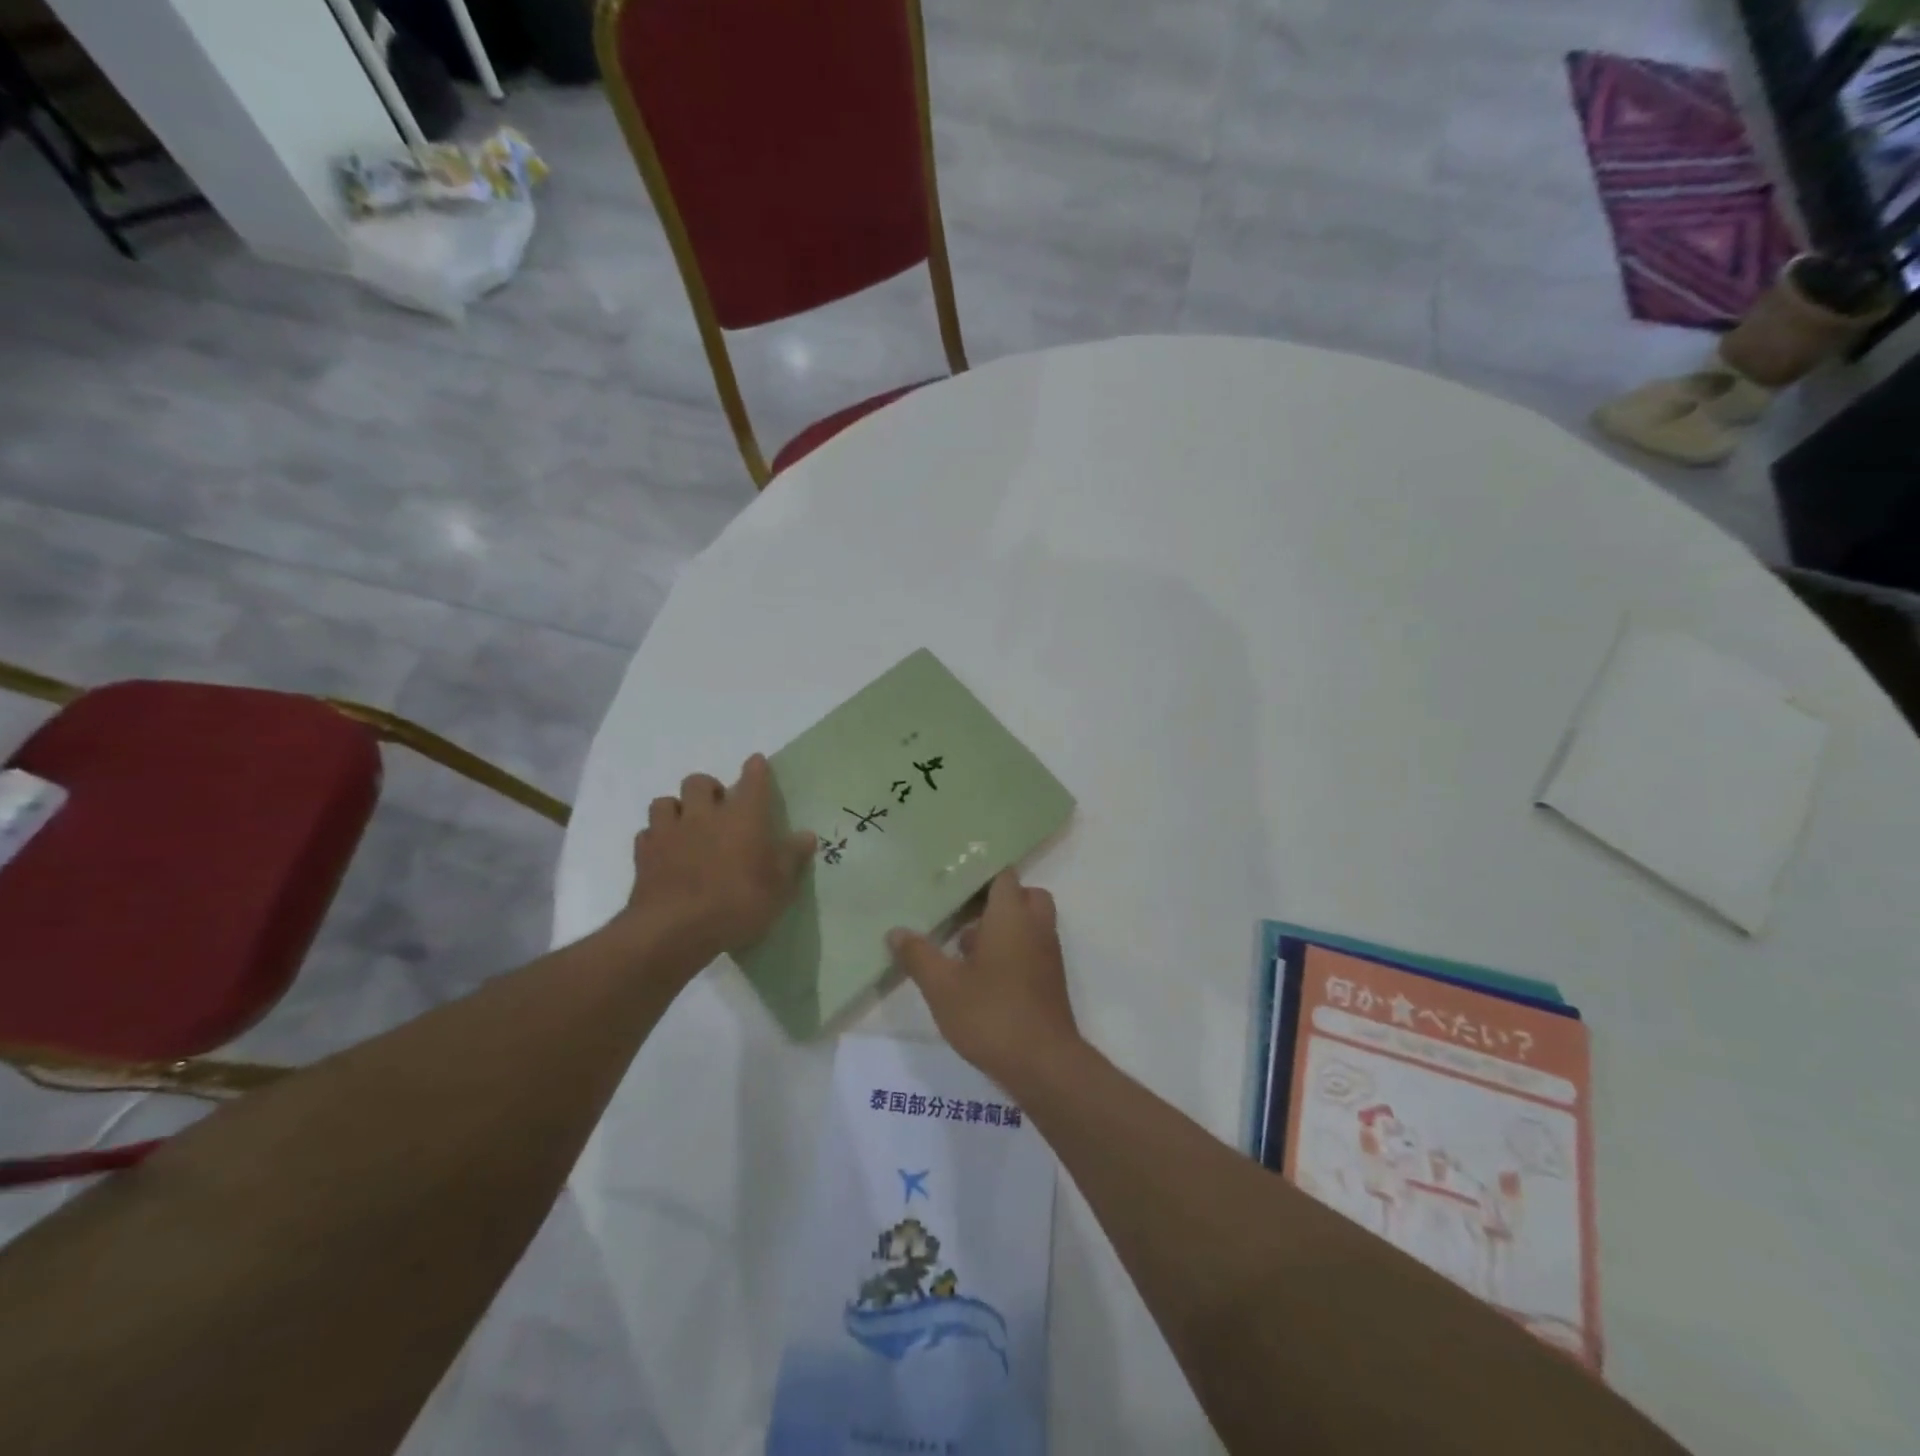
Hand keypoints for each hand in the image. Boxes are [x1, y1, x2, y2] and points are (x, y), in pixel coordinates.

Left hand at [624, 755, 815, 967]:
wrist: (675, 929)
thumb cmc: (737, 903)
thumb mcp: (779, 887)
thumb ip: (791, 858)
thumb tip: (806, 835)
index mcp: (743, 816)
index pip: (752, 780)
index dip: (756, 769)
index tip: (757, 763)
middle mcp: (704, 815)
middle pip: (699, 782)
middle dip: (709, 788)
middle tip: (718, 808)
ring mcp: (669, 832)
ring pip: (665, 802)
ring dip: (676, 809)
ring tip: (686, 827)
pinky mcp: (643, 855)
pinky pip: (647, 834)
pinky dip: (656, 839)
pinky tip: (665, 853)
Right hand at [887, 870, 1081, 1087]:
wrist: (1043, 1064)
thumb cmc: (991, 1014)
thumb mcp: (942, 986)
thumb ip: (919, 955)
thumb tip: (896, 931)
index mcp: (1012, 915)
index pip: (1004, 875)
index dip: (982, 873)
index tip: (954, 880)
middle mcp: (1036, 927)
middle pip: (1024, 896)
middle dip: (997, 901)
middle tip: (964, 915)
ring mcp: (1048, 954)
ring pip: (1029, 924)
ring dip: (1002, 929)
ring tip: (963, 950)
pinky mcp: (1050, 980)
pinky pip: (1032, 949)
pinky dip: (1012, 951)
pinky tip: (981, 978)